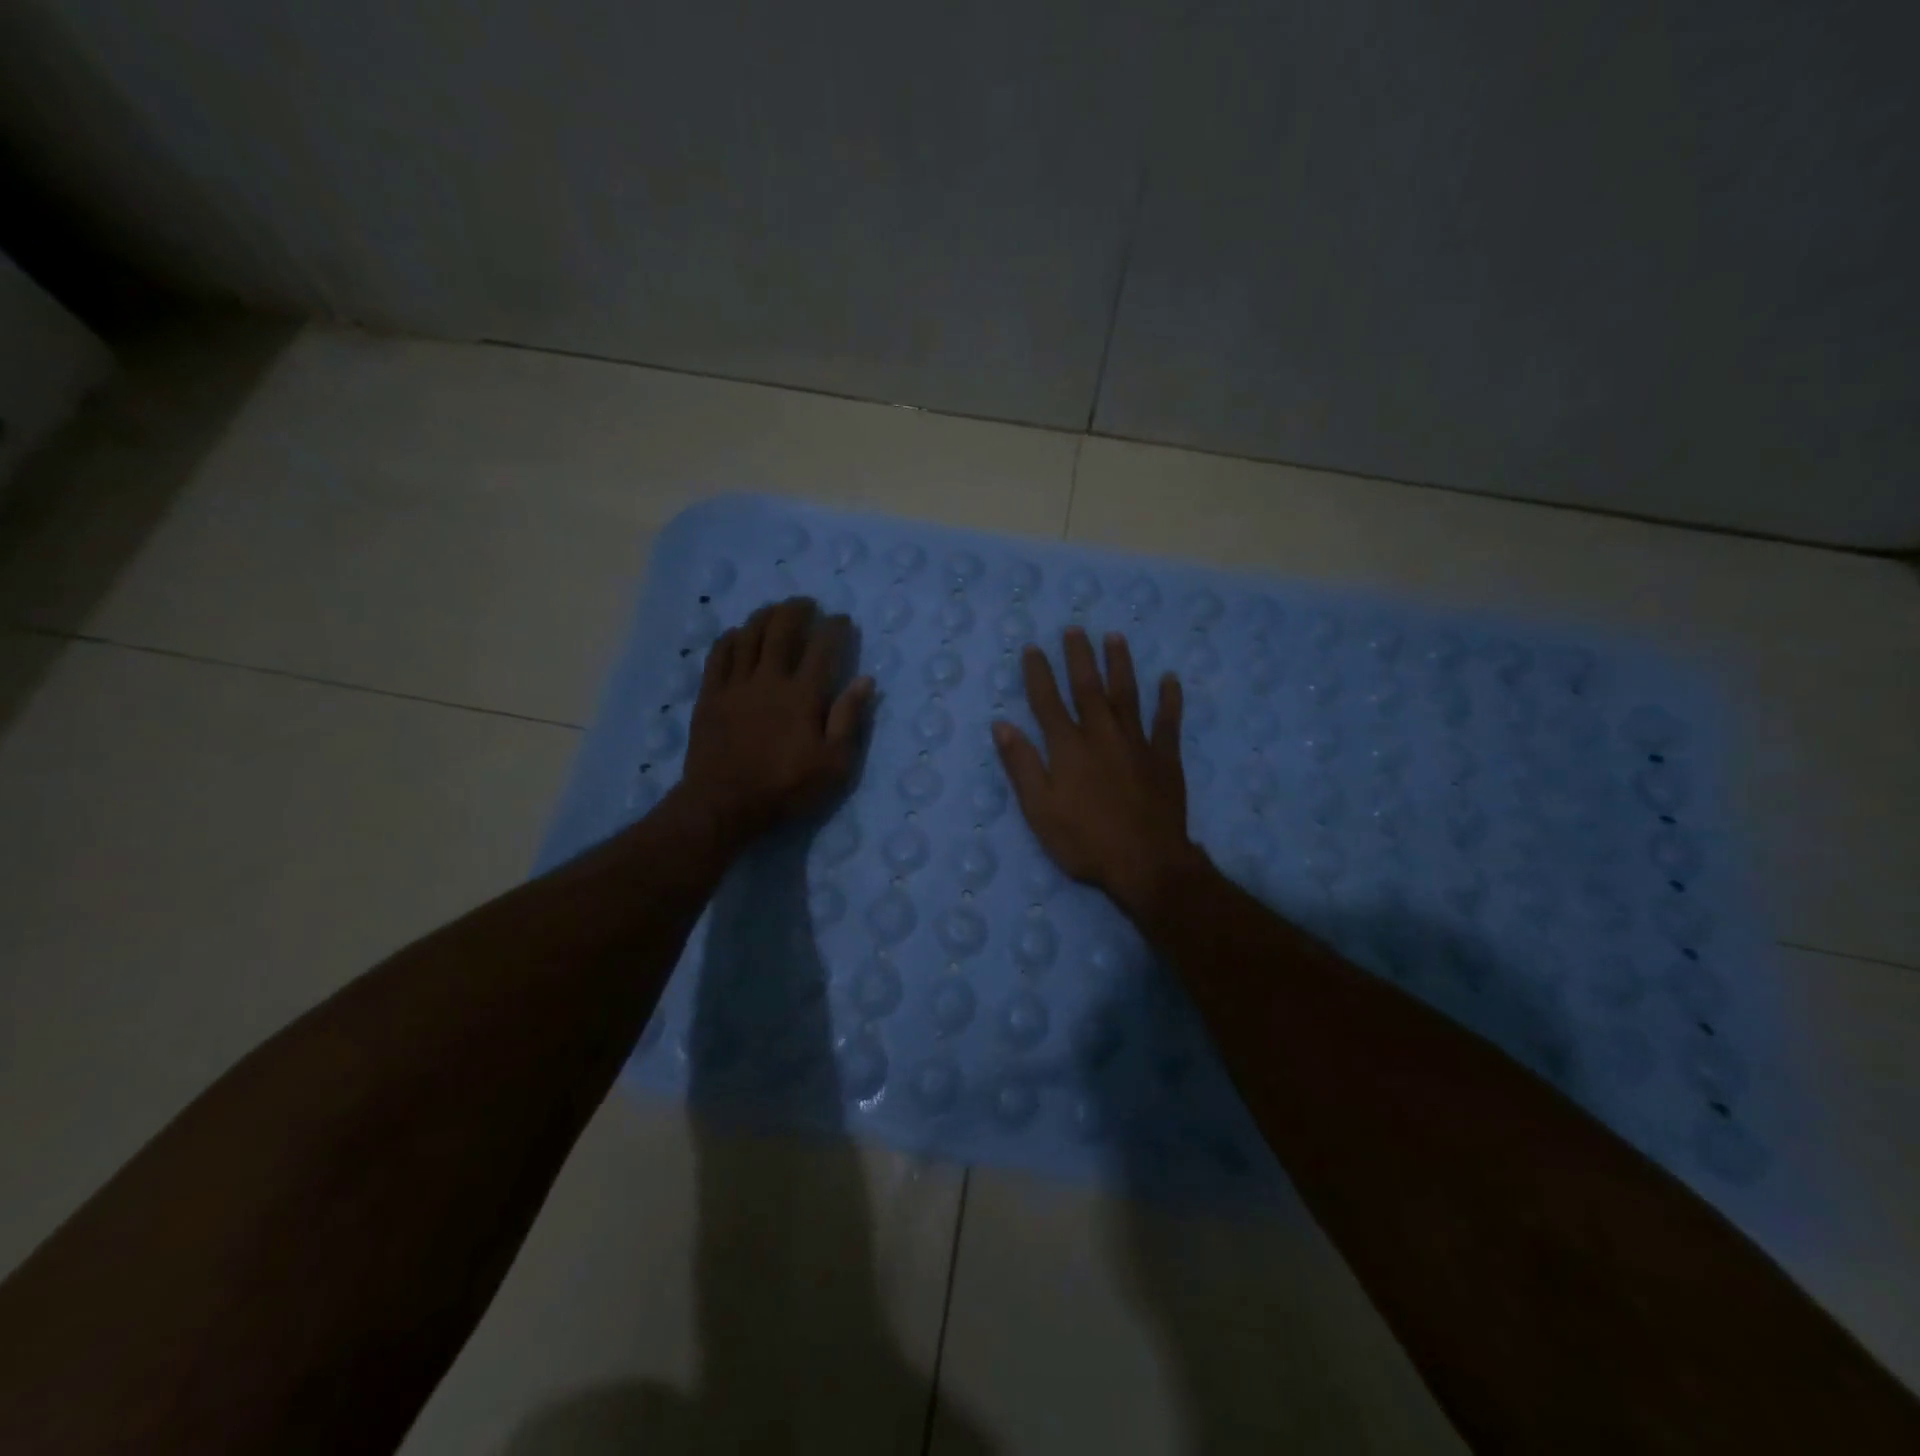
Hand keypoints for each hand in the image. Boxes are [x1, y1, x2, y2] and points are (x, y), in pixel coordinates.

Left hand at [681, 598, 873, 842]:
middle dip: (796, 610)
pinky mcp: (710, 695)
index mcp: (803, 695)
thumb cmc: (786, 788)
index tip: (842, 619)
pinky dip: (730, 638)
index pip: (823, 648)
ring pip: (748, 636)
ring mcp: (735, 684)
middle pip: (782, 630)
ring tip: (775, 609)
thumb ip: (849, 719)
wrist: (724, 804)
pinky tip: (737, 634)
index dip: (834, 628)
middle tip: (807, 604)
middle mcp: (769, 679)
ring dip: (764, 616)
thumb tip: (865, 681)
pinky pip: (719, 655)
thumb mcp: (834, 764)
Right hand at [992, 628, 1204, 918]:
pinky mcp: (1165, 758)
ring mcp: (1137, 744)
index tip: (1033, 648)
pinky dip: (1169, 699)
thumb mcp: (1040, 810)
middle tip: (1074, 629)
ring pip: (1127, 695)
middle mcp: (1102, 735)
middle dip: (1079, 657)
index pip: (1048, 702)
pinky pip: (1168, 722)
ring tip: (1114, 637)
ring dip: (1120, 664)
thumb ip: (1022, 765)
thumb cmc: (1085, 842)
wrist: (1146, 864)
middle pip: (1088, 688)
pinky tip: (1170, 679)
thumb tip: (1002, 725)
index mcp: (1068, 748)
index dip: (1039, 674)